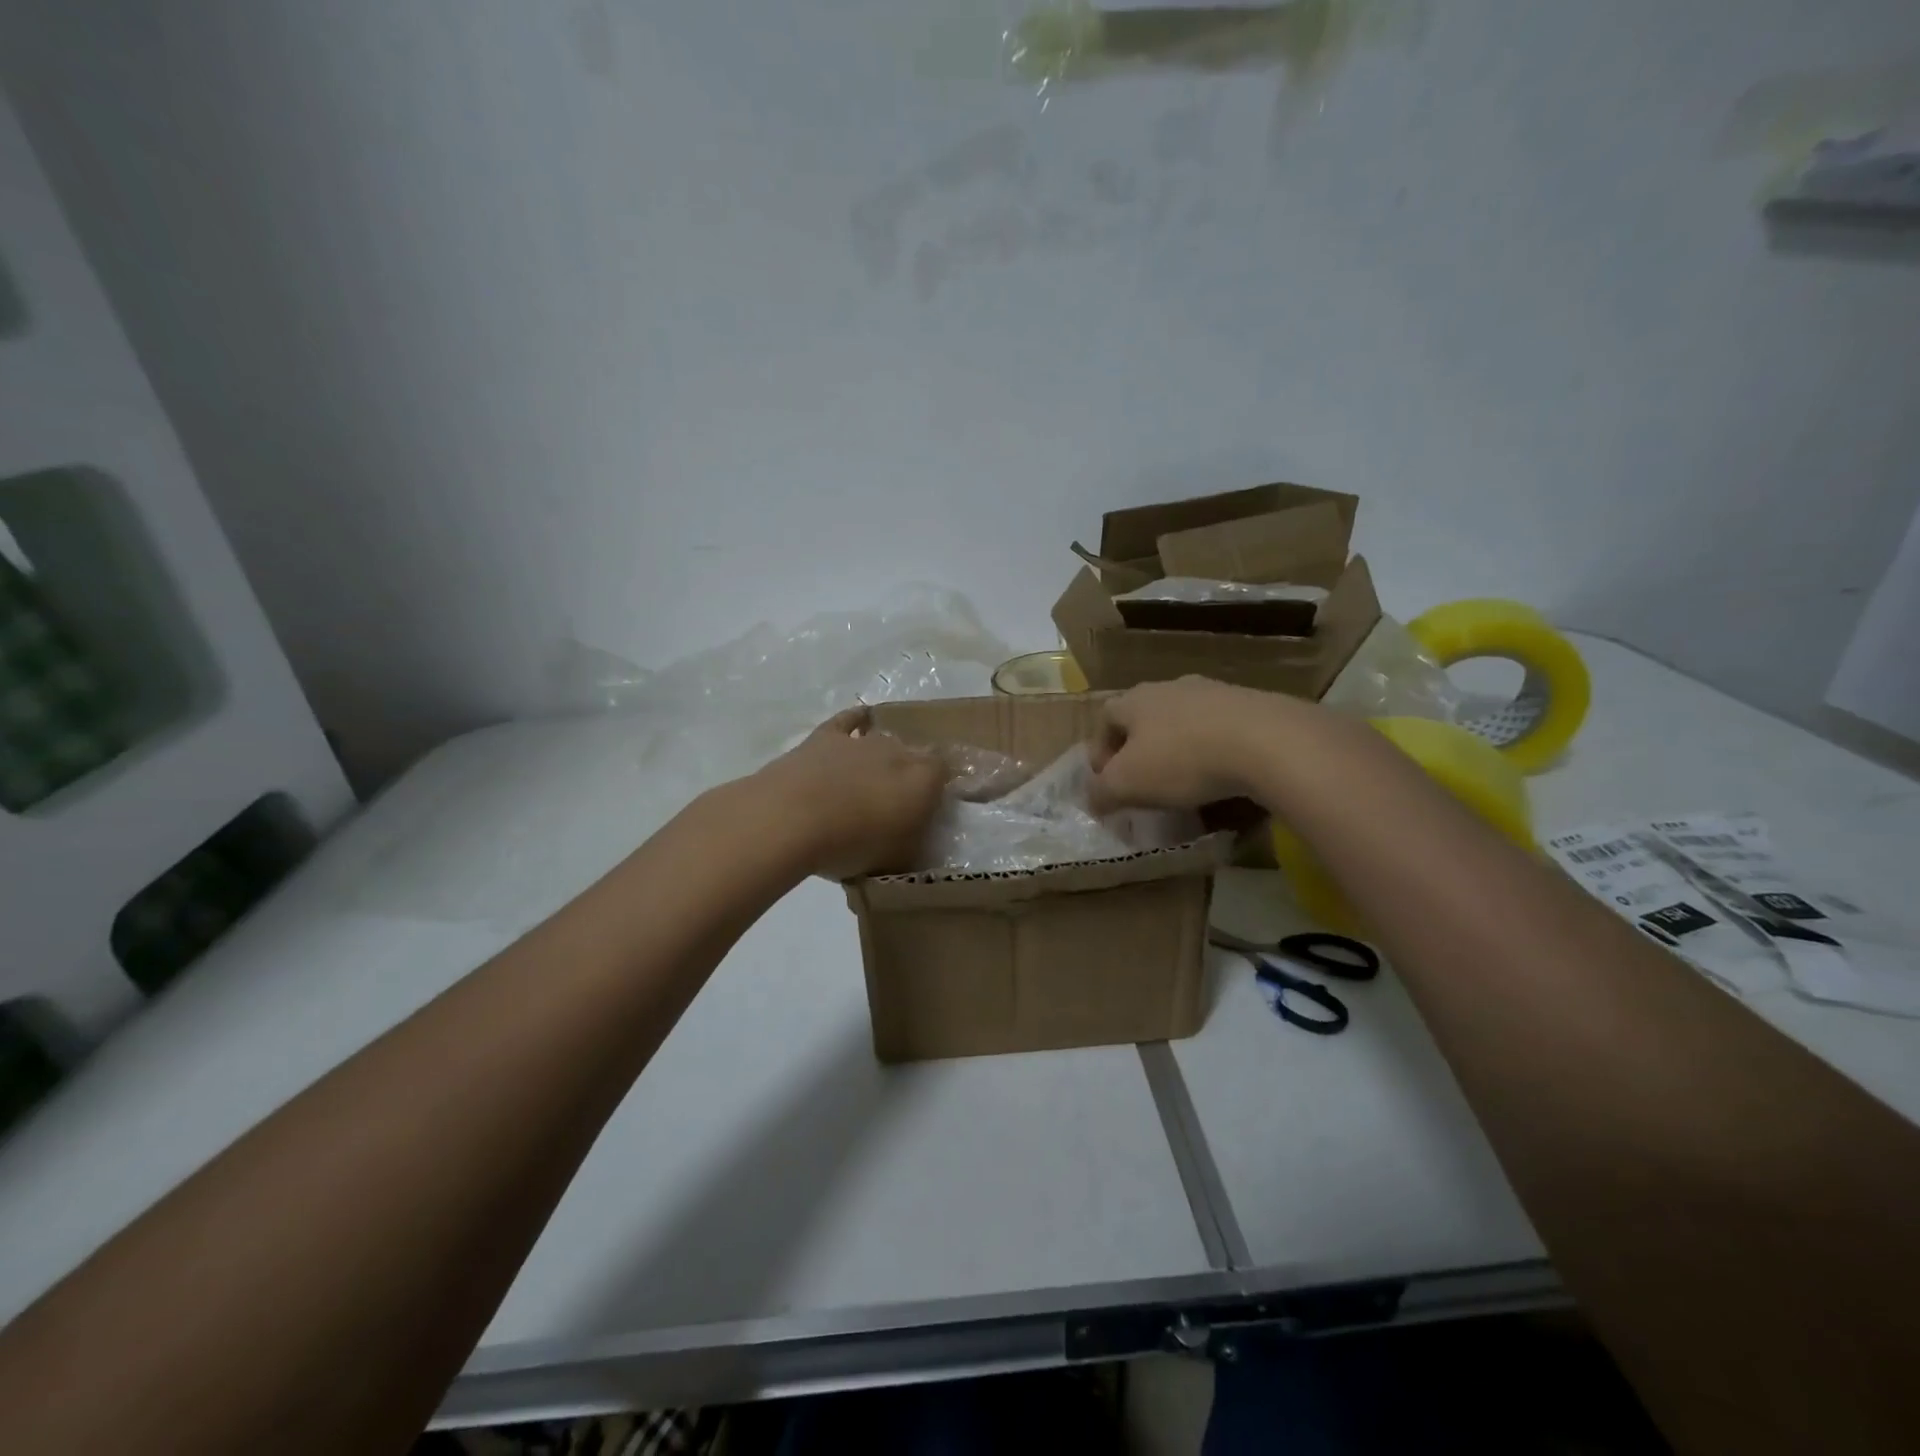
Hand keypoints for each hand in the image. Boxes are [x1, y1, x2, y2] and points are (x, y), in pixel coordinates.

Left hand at [755, 707, 944, 878]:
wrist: (791, 820)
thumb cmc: (851, 845)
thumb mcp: (895, 859)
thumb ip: (912, 844)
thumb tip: (915, 838)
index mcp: (924, 780)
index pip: (944, 771)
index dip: (939, 787)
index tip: (931, 807)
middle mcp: (898, 751)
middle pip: (913, 756)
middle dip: (909, 775)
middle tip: (895, 804)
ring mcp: (861, 741)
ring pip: (882, 741)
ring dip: (880, 759)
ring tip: (869, 782)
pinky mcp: (826, 736)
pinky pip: (849, 721)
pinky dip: (857, 721)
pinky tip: (860, 721)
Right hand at [1089, 676, 1302, 812]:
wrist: (1267, 741)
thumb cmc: (1182, 759)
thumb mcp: (1128, 784)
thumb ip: (1102, 792)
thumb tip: (1091, 799)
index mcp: (1136, 699)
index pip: (1105, 717)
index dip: (1099, 749)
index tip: (1106, 781)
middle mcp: (1171, 687)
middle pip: (1145, 716)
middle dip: (1139, 749)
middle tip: (1143, 781)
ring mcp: (1214, 692)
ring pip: (1184, 721)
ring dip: (1178, 748)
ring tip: (1185, 782)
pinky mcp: (1252, 705)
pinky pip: (1221, 729)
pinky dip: (1214, 751)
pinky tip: (1223, 776)